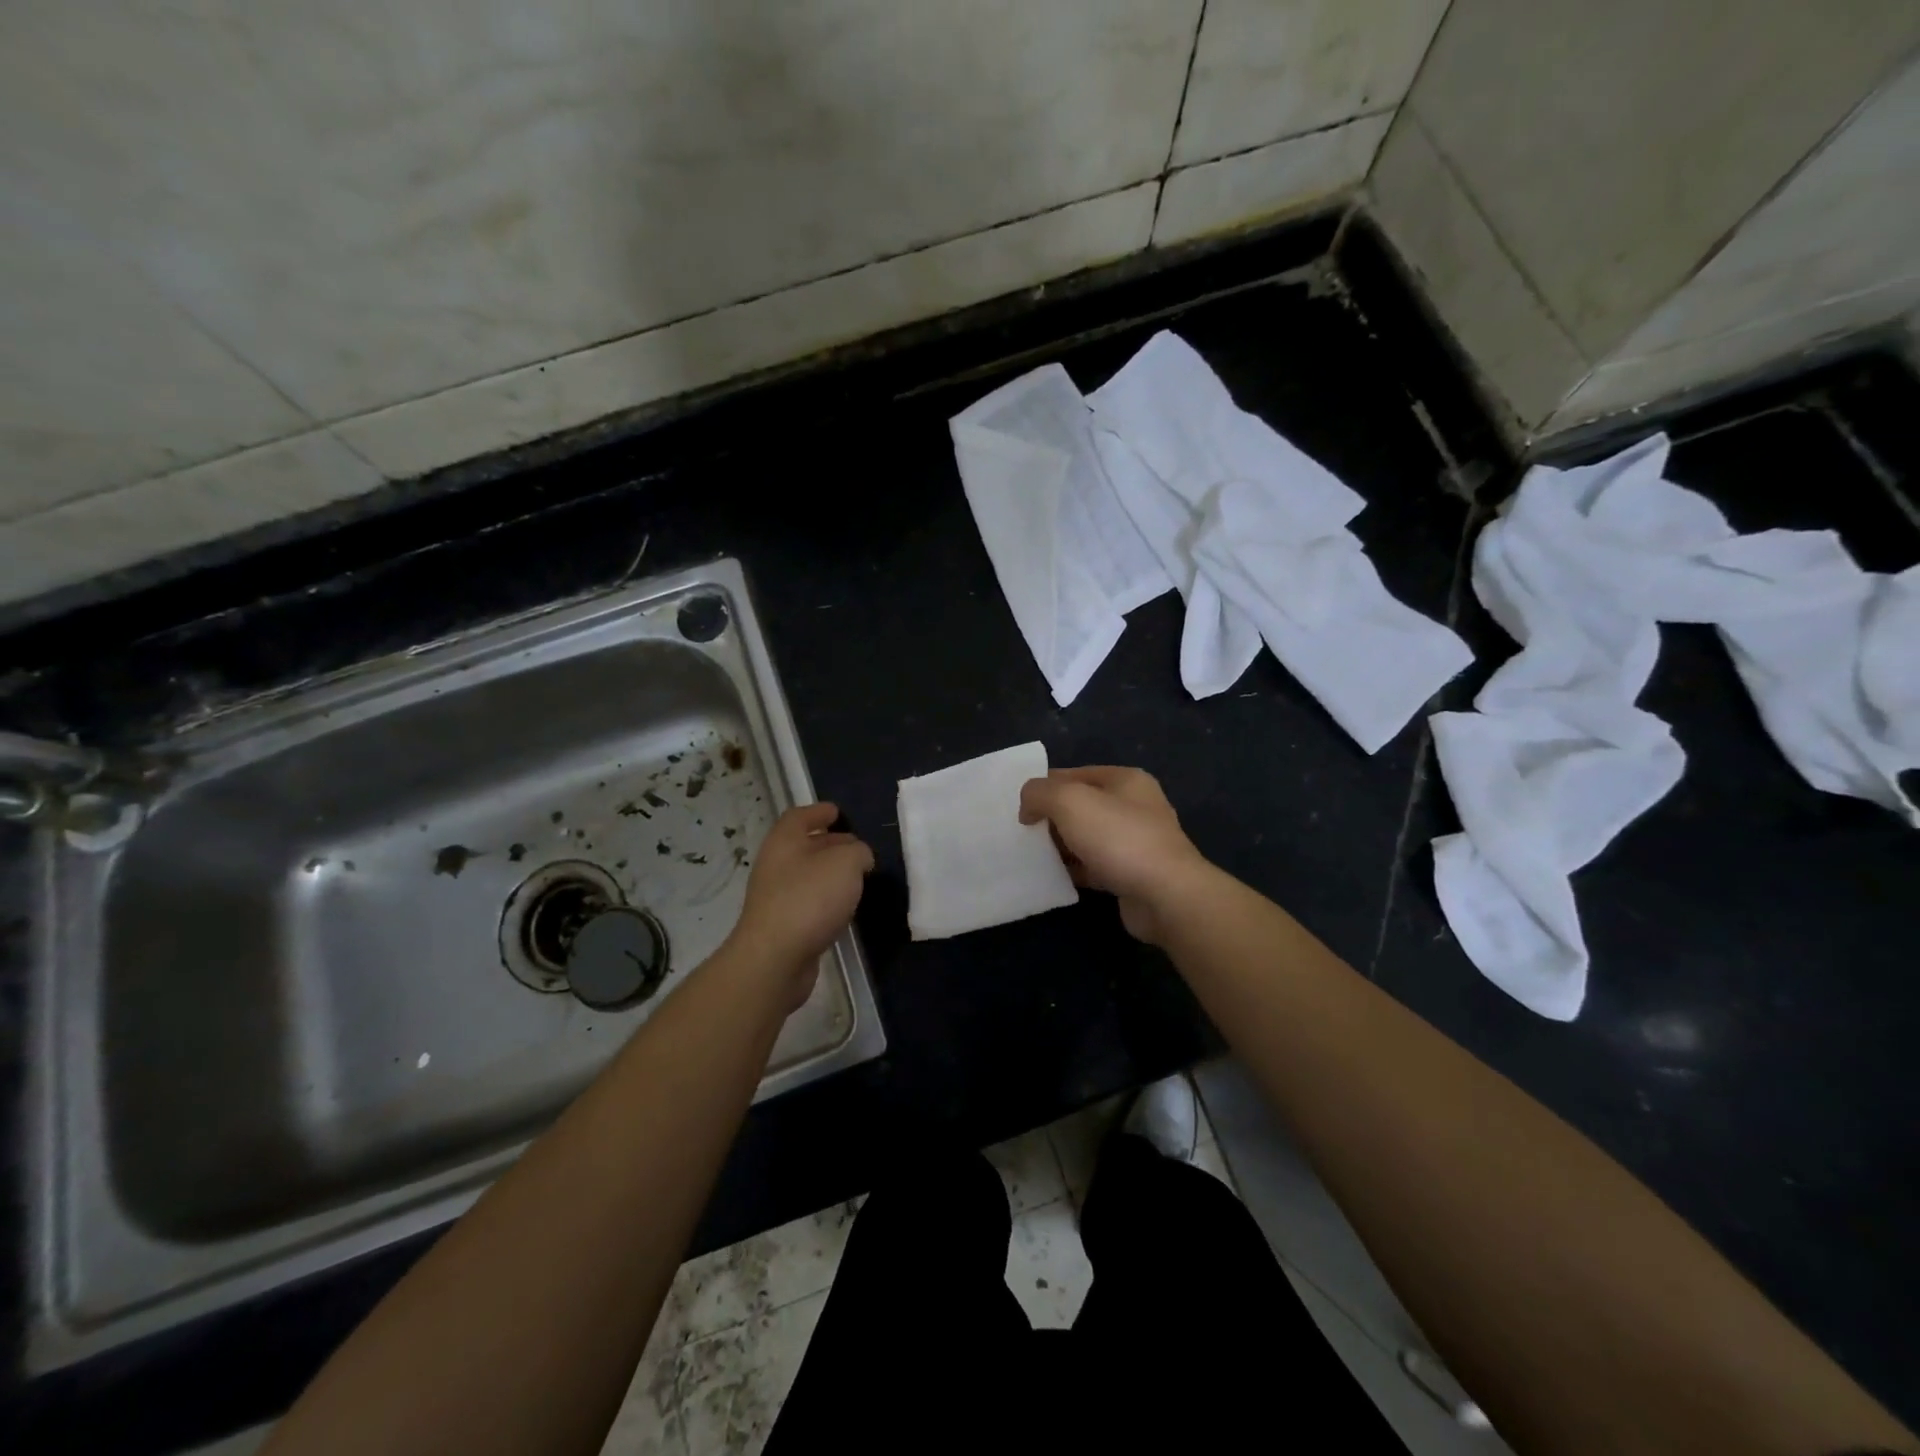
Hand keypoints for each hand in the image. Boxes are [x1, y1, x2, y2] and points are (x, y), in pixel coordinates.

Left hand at [727, 802, 873, 1008]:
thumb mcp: (847, 862)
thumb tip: (860, 857)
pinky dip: (826, 900)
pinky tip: (845, 909)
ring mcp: (776, 897)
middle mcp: (775, 865)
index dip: (819, 811)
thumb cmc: (810, 898)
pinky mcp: (782, 926)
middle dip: (831, 843)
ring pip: (807, 876)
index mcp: (784, 841)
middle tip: (858, 847)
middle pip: (804, 846)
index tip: (838, 812)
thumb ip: (859, 852)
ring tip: (858, 878)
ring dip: (830, 874)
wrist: (776, 958)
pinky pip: (808, 903)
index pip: (800, 816)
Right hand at [1019, 766, 1209, 944]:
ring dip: (1061, 845)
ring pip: (1086, 837)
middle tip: (1022, 833)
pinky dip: (1074, 869)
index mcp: (1125, 780)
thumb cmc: (1118, 838)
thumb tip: (1028, 807)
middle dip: (1051, 817)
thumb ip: (1040, 793)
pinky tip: (1052, 877)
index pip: (1073, 774)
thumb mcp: (1069, 800)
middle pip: (1080, 806)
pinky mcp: (1132, 874)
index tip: (1019, 808)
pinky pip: (1094, 866)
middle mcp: (1134, 806)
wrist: (1165, 896)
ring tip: (1031, 856)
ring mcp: (1136, 842)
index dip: (1044, 787)